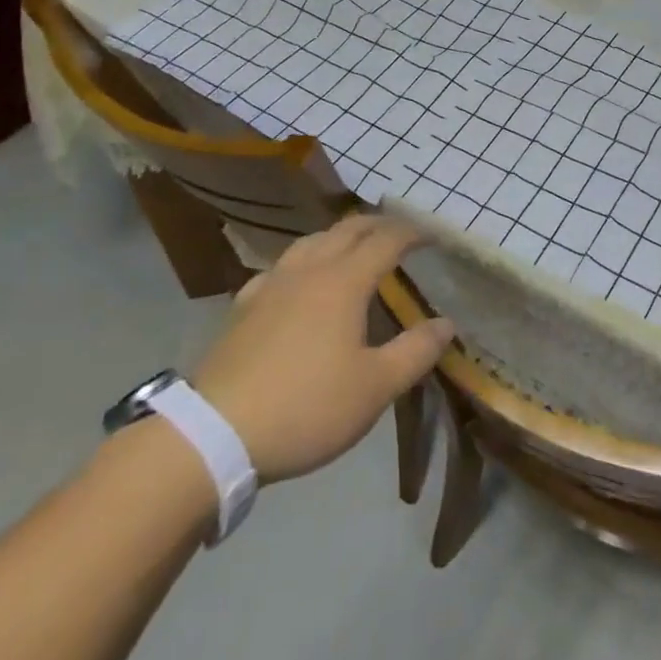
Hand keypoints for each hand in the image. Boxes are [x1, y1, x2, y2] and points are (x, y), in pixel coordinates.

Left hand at [192, 212, 455, 483]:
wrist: (214, 434)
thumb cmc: (306, 407)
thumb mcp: (375, 388)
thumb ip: (415, 352)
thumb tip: (446, 323)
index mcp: (344, 281)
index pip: (386, 240)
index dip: (413, 233)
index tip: (433, 236)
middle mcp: (309, 270)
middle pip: (348, 230)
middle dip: (378, 224)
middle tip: (400, 233)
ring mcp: (271, 285)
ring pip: (311, 241)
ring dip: (339, 235)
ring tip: (353, 245)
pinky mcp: (243, 307)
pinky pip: (280, 267)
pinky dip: (302, 260)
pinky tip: (297, 279)